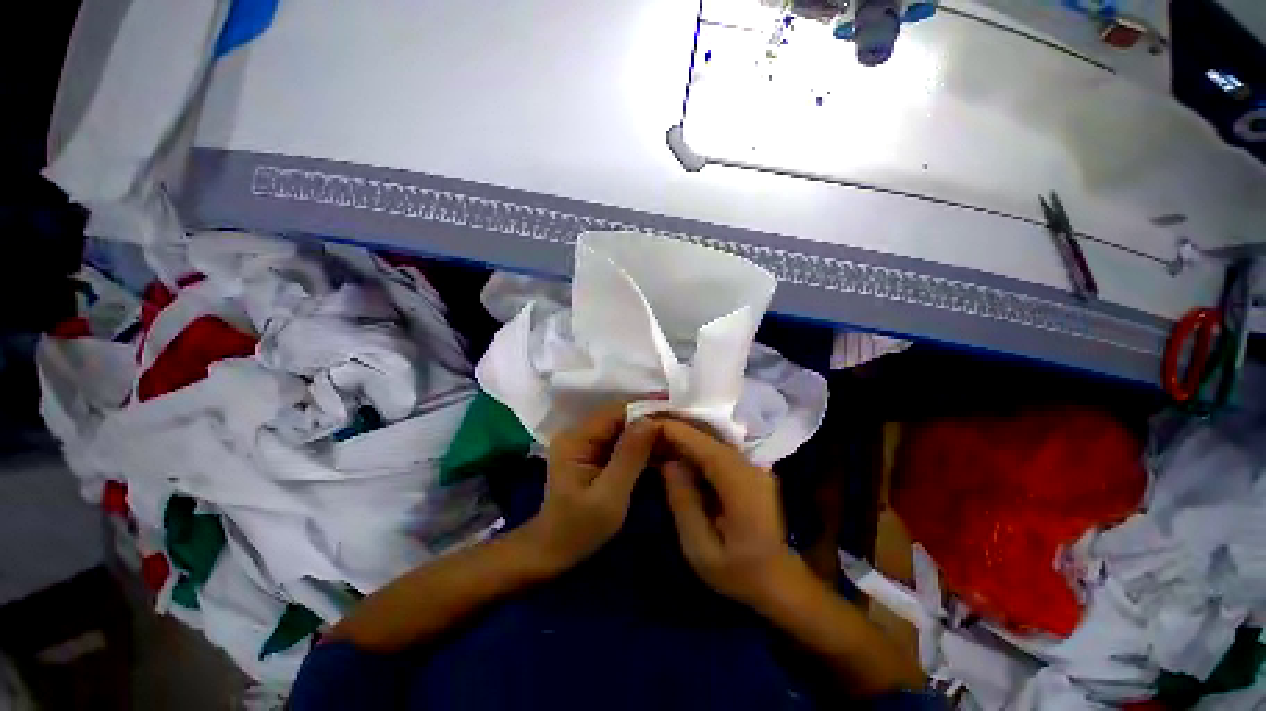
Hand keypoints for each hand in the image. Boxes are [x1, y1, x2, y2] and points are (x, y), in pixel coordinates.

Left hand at [521, 404, 659, 572]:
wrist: (554, 552)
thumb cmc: (579, 529)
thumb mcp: (609, 496)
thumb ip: (629, 456)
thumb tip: (651, 420)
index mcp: (576, 439)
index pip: (616, 412)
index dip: (646, 411)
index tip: (675, 417)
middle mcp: (578, 433)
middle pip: (620, 417)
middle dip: (649, 421)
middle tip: (680, 429)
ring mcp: (584, 443)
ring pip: (622, 428)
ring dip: (647, 433)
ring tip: (675, 438)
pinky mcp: (591, 454)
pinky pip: (619, 441)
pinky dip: (639, 446)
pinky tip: (660, 451)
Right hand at [659, 420, 803, 607]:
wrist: (779, 580)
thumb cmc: (738, 572)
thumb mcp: (700, 549)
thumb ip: (683, 503)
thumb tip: (669, 463)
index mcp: (740, 483)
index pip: (703, 445)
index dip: (674, 431)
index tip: (646, 424)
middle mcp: (749, 466)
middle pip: (708, 436)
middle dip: (676, 430)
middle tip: (646, 430)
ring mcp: (753, 465)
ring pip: (712, 439)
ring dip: (684, 437)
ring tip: (657, 439)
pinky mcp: (750, 469)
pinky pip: (718, 450)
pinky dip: (695, 447)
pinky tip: (677, 452)